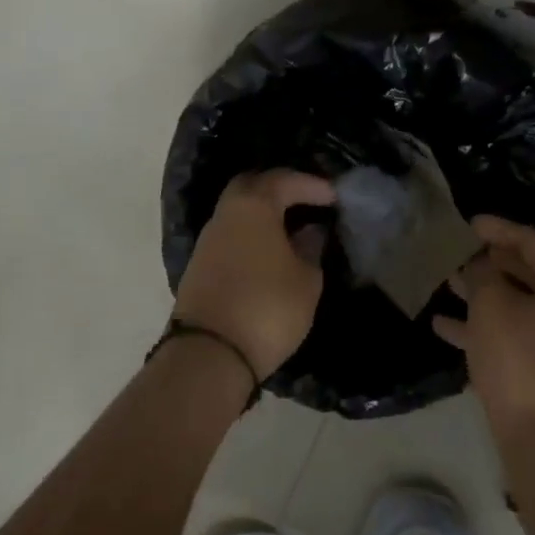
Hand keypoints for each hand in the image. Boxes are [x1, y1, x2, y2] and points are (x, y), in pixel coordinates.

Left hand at [174, 170, 336, 379]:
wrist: (209, 354)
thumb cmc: (268, 308)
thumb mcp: (306, 280)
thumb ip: (310, 249)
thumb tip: (310, 231)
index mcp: (253, 206)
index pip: (284, 180)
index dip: (311, 185)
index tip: (334, 197)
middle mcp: (225, 214)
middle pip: (252, 186)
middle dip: (280, 188)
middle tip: (306, 200)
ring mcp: (207, 240)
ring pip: (238, 211)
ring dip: (264, 214)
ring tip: (292, 230)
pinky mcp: (199, 266)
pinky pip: (231, 235)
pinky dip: (251, 234)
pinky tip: (270, 252)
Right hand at [434, 215, 534, 449]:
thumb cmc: (519, 363)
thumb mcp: (492, 307)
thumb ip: (483, 274)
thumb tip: (481, 263)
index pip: (533, 244)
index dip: (499, 229)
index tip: (469, 223)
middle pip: (527, 274)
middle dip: (489, 263)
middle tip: (457, 252)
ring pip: (517, 306)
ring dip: (482, 295)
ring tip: (446, 283)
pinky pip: (514, 337)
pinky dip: (484, 328)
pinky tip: (444, 326)